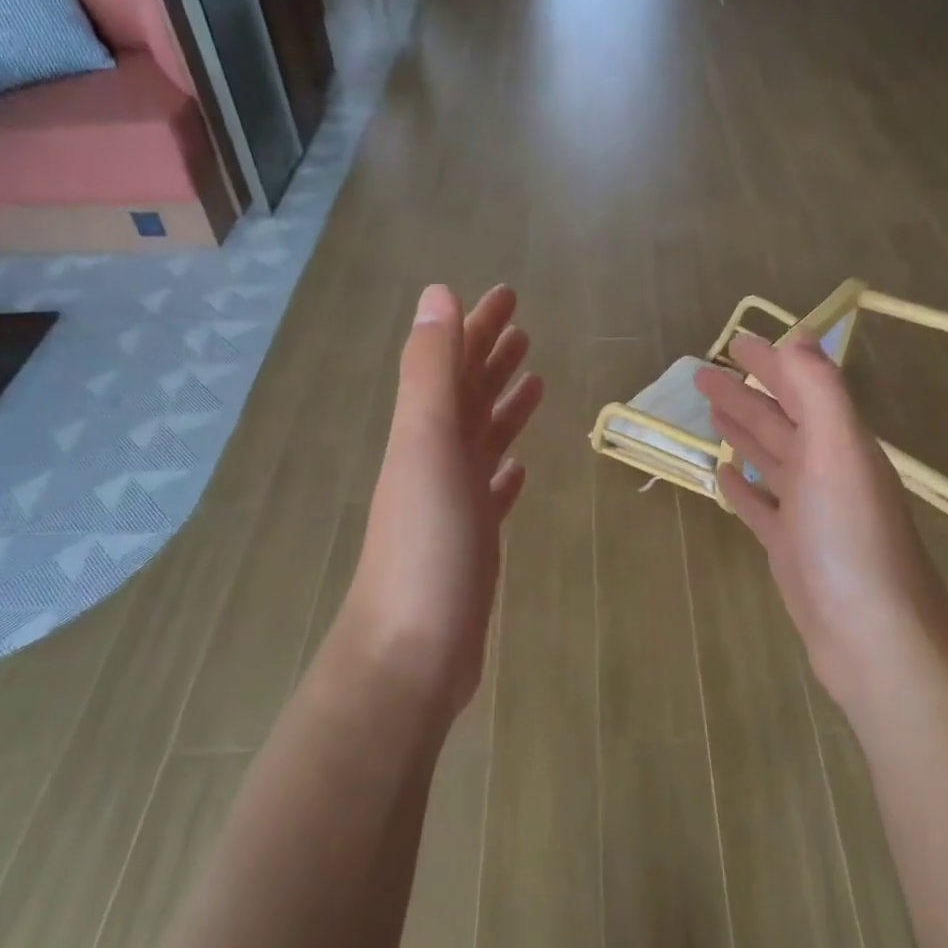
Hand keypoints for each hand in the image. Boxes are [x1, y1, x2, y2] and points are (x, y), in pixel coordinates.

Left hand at [340, 284, 543, 713]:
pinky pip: (490, 493)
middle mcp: (435, 461)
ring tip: (535, 382)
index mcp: (424, 433)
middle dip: (492, 358)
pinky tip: (518, 468)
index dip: (478, 326)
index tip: (508, 294)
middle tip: (526, 329)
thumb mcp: (425, 447)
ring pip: (482, 441)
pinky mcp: (472, 543)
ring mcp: (453, 504)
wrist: (411, 652)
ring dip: (502, 408)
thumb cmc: (425, 547)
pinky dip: (503, 472)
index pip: (453, 363)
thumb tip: (437, 294)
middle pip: (467, 397)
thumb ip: (431, 373)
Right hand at [695, 334, 947, 712]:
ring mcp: (808, 511)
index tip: (734, 340)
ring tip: (711, 411)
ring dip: (743, 431)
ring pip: (769, 458)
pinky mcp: (790, 548)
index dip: (771, 362)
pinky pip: (761, 506)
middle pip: (781, 420)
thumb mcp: (838, 452)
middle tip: (702, 373)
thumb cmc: (850, 538)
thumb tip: (799, 337)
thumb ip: (819, 392)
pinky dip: (742, 486)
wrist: (870, 634)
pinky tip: (722, 475)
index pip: (802, 388)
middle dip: (745, 393)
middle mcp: (827, 470)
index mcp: (840, 442)